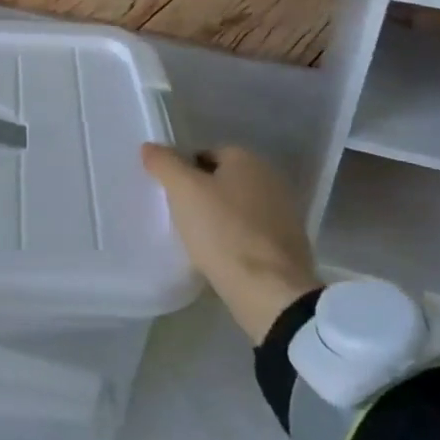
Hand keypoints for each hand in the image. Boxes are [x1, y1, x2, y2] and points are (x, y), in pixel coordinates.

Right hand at [142, 143, 320, 344]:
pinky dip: (237, 243)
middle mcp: (271, 179)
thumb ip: (164, 163)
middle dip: (202, 197)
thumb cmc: (223, 232)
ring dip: (220, 221)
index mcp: (248, 159)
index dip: (184, 174)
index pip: (204, 155)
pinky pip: (252, 235)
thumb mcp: (183, 191)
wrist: (271, 293)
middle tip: (182, 219)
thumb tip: (150, 147)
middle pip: (222, 181)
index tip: (173, 198)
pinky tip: (223, 260)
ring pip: (237, 210)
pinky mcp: (289, 247)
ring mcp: (284, 214)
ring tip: (199, 243)